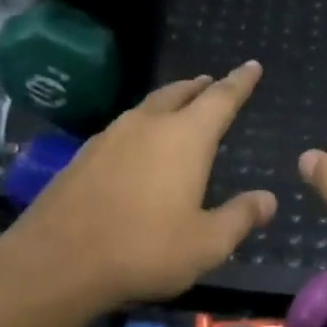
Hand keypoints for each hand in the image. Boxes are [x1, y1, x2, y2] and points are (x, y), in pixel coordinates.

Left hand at [13, 62, 277, 307]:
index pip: (221, 99)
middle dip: (200, 87)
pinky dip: (141, 126)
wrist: (58, 261)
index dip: (240, 82)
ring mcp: (110, 137)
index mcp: (185, 138)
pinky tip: (137, 146)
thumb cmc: (145, 250)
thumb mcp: (207, 244)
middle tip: (212, 83)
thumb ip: (240, 217)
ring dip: (168, 102)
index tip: (251, 65)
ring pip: (146, 107)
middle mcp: (147, 125)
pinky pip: (122, 128)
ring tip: (178, 107)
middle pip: (179, 93)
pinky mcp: (83, 155)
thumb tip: (268, 199)